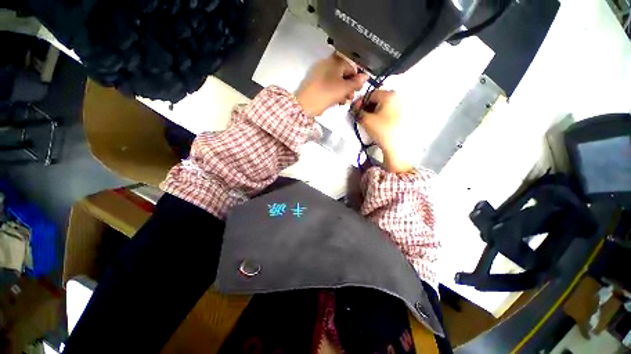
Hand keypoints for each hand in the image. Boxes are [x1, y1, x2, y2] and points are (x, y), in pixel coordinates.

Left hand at [296, 53, 368, 116]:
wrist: (306, 104)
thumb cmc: (327, 93)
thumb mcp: (344, 88)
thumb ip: (356, 82)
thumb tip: (365, 76)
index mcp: (335, 61)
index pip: (352, 66)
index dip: (357, 78)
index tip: (358, 89)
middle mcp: (328, 64)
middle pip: (344, 74)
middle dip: (350, 86)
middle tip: (351, 97)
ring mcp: (321, 74)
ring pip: (337, 81)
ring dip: (343, 91)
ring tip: (344, 101)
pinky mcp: (316, 83)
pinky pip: (330, 85)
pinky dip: (335, 92)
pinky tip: (337, 101)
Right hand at [354, 90, 413, 172]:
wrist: (395, 144)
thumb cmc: (381, 129)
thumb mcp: (366, 119)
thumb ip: (358, 112)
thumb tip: (354, 110)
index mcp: (389, 94)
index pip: (370, 94)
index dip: (359, 101)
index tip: (353, 109)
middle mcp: (396, 97)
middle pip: (376, 98)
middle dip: (365, 105)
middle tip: (358, 114)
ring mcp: (399, 105)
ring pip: (381, 104)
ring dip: (371, 110)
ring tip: (364, 118)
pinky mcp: (399, 114)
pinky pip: (385, 109)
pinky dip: (377, 113)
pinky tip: (372, 120)